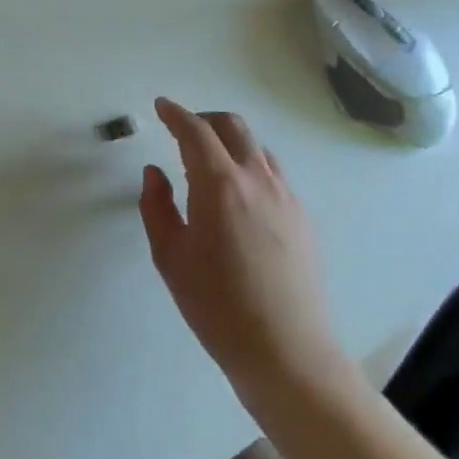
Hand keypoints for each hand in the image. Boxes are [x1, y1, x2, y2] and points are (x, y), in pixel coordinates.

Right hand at [139, 98, 349, 401]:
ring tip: (208, 162)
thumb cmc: (216, 305)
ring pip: (257, 148)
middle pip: (233, 127)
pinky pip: (274, 174)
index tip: (161, 107)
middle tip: (182, 130)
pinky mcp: (303, 218)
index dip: (175, 114)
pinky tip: (237, 195)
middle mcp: (258, 180)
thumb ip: (156, 206)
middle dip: (205, 119)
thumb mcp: (170, 255)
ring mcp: (287, 198)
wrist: (286, 351)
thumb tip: (155, 172)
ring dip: (230, 142)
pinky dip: (250, 165)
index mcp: (220, 185)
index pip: (195, 132)